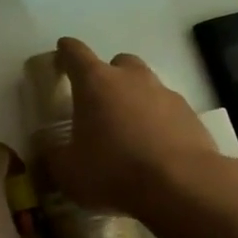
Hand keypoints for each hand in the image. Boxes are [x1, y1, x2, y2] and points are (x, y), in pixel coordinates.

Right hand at [52, 37, 223, 215]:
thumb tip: (48, 147)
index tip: (61, 52)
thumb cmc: (114, 171)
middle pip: (117, 63)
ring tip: (129, 131)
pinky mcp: (190, 114)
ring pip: (146, 85)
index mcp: (95, 82)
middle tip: (100, 103)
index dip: (66, 51)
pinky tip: (155, 148)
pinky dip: (159, 121)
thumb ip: (53, 155)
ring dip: (135, 99)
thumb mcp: (68, 171)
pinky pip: (168, 109)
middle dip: (108, 77)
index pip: (75, 53)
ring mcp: (164, 93)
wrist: (181, 185)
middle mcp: (131, 78)